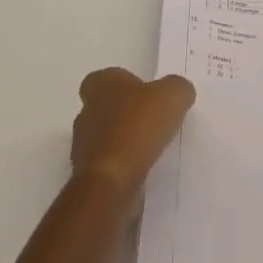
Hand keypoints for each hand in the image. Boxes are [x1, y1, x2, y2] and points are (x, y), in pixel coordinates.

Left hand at [69, 67, 195, 203]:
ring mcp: (83, 148)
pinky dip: (123, 168)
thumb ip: (177, 88)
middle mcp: (86, 113)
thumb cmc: (137, 127)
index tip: (144, 93)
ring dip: (124, 142)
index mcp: (100, 85)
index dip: (123, 84)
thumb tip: (179, 93)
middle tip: (153, 120)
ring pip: (105, 139)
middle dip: (125, 114)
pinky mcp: (88, 178)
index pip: (104, 78)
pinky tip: (144, 171)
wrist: (111, 184)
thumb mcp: (172, 95)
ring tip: (152, 148)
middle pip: (104, 108)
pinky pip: (109, 166)